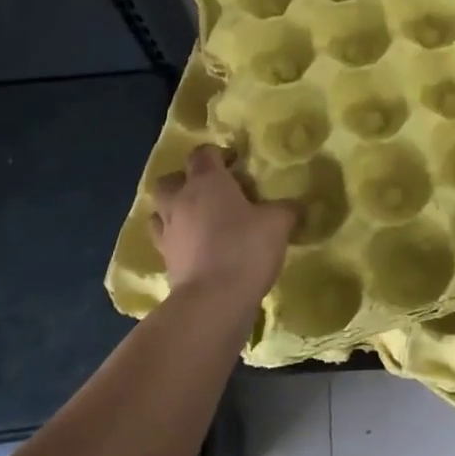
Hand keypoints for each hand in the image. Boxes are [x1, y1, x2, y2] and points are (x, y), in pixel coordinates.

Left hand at [150, 146, 295, 308]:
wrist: (213, 302)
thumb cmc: (245, 248)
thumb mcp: (278, 223)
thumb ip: (285, 209)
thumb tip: (294, 207)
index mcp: (206, 182)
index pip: (203, 153)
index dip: (218, 154)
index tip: (236, 165)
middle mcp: (180, 201)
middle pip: (170, 180)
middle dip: (186, 182)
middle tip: (211, 193)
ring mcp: (167, 233)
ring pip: (160, 211)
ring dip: (176, 211)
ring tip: (200, 221)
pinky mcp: (165, 262)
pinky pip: (165, 241)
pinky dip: (178, 240)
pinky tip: (198, 249)